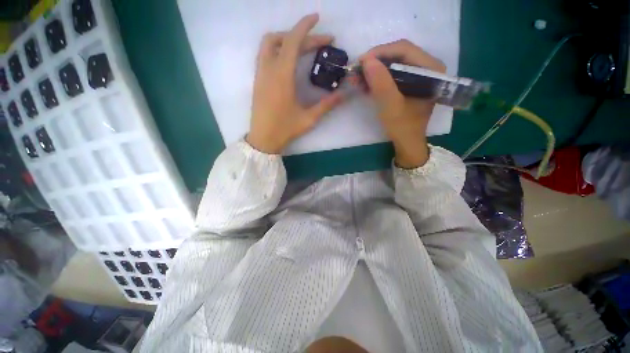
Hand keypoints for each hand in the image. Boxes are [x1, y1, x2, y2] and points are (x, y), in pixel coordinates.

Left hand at [247, 14, 343, 153]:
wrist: (263, 139)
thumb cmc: (285, 130)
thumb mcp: (309, 119)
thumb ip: (327, 104)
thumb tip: (345, 94)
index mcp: (282, 76)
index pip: (293, 41)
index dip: (305, 27)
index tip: (317, 18)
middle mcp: (268, 69)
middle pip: (283, 39)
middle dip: (302, 35)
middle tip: (321, 43)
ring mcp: (260, 74)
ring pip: (269, 44)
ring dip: (286, 38)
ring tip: (303, 46)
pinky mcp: (257, 80)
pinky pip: (264, 54)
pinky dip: (277, 48)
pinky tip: (288, 59)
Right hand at [360, 40, 445, 168]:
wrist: (407, 142)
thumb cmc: (402, 127)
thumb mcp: (390, 106)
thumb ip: (381, 83)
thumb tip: (367, 60)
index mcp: (431, 69)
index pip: (404, 49)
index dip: (380, 52)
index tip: (360, 62)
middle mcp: (428, 67)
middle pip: (399, 54)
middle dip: (376, 61)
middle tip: (357, 70)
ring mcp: (420, 74)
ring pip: (395, 62)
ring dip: (375, 69)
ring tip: (358, 77)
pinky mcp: (411, 82)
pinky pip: (393, 73)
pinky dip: (379, 77)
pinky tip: (366, 83)